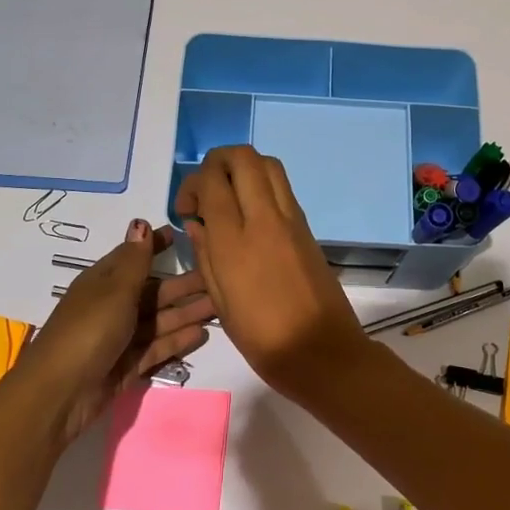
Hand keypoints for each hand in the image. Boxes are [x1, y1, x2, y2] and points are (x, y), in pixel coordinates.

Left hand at [22, 220, 215, 446]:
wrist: (60, 392)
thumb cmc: (88, 330)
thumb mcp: (114, 289)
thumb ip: (135, 260)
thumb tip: (140, 223)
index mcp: (104, 282)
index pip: (135, 257)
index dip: (156, 245)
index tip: (184, 234)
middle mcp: (113, 306)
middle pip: (153, 291)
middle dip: (183, 283)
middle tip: (219, 277)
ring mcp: (121, 337)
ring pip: (160, 319)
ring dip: (187, 311)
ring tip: (220, 305)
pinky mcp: (128, 364)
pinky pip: (158, 346)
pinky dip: (178, 339)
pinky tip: (202, 333)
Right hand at [173, 146, 369, 397]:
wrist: (323, 351)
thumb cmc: (263, 338)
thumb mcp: (221, 303)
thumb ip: (205, 255)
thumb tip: (197, 223)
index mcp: (235, 242)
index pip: (212, 181)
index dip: (192, 184)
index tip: (186, 210)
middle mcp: (264, 219)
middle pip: (242, 157)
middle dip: (217, 162)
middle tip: (206, 192)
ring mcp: (291, 219)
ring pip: (267, 164)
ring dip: (242, 168)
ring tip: (229, 197)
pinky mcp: (307, 227)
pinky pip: (282, 187)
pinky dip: (261, 184)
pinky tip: (250, 214)